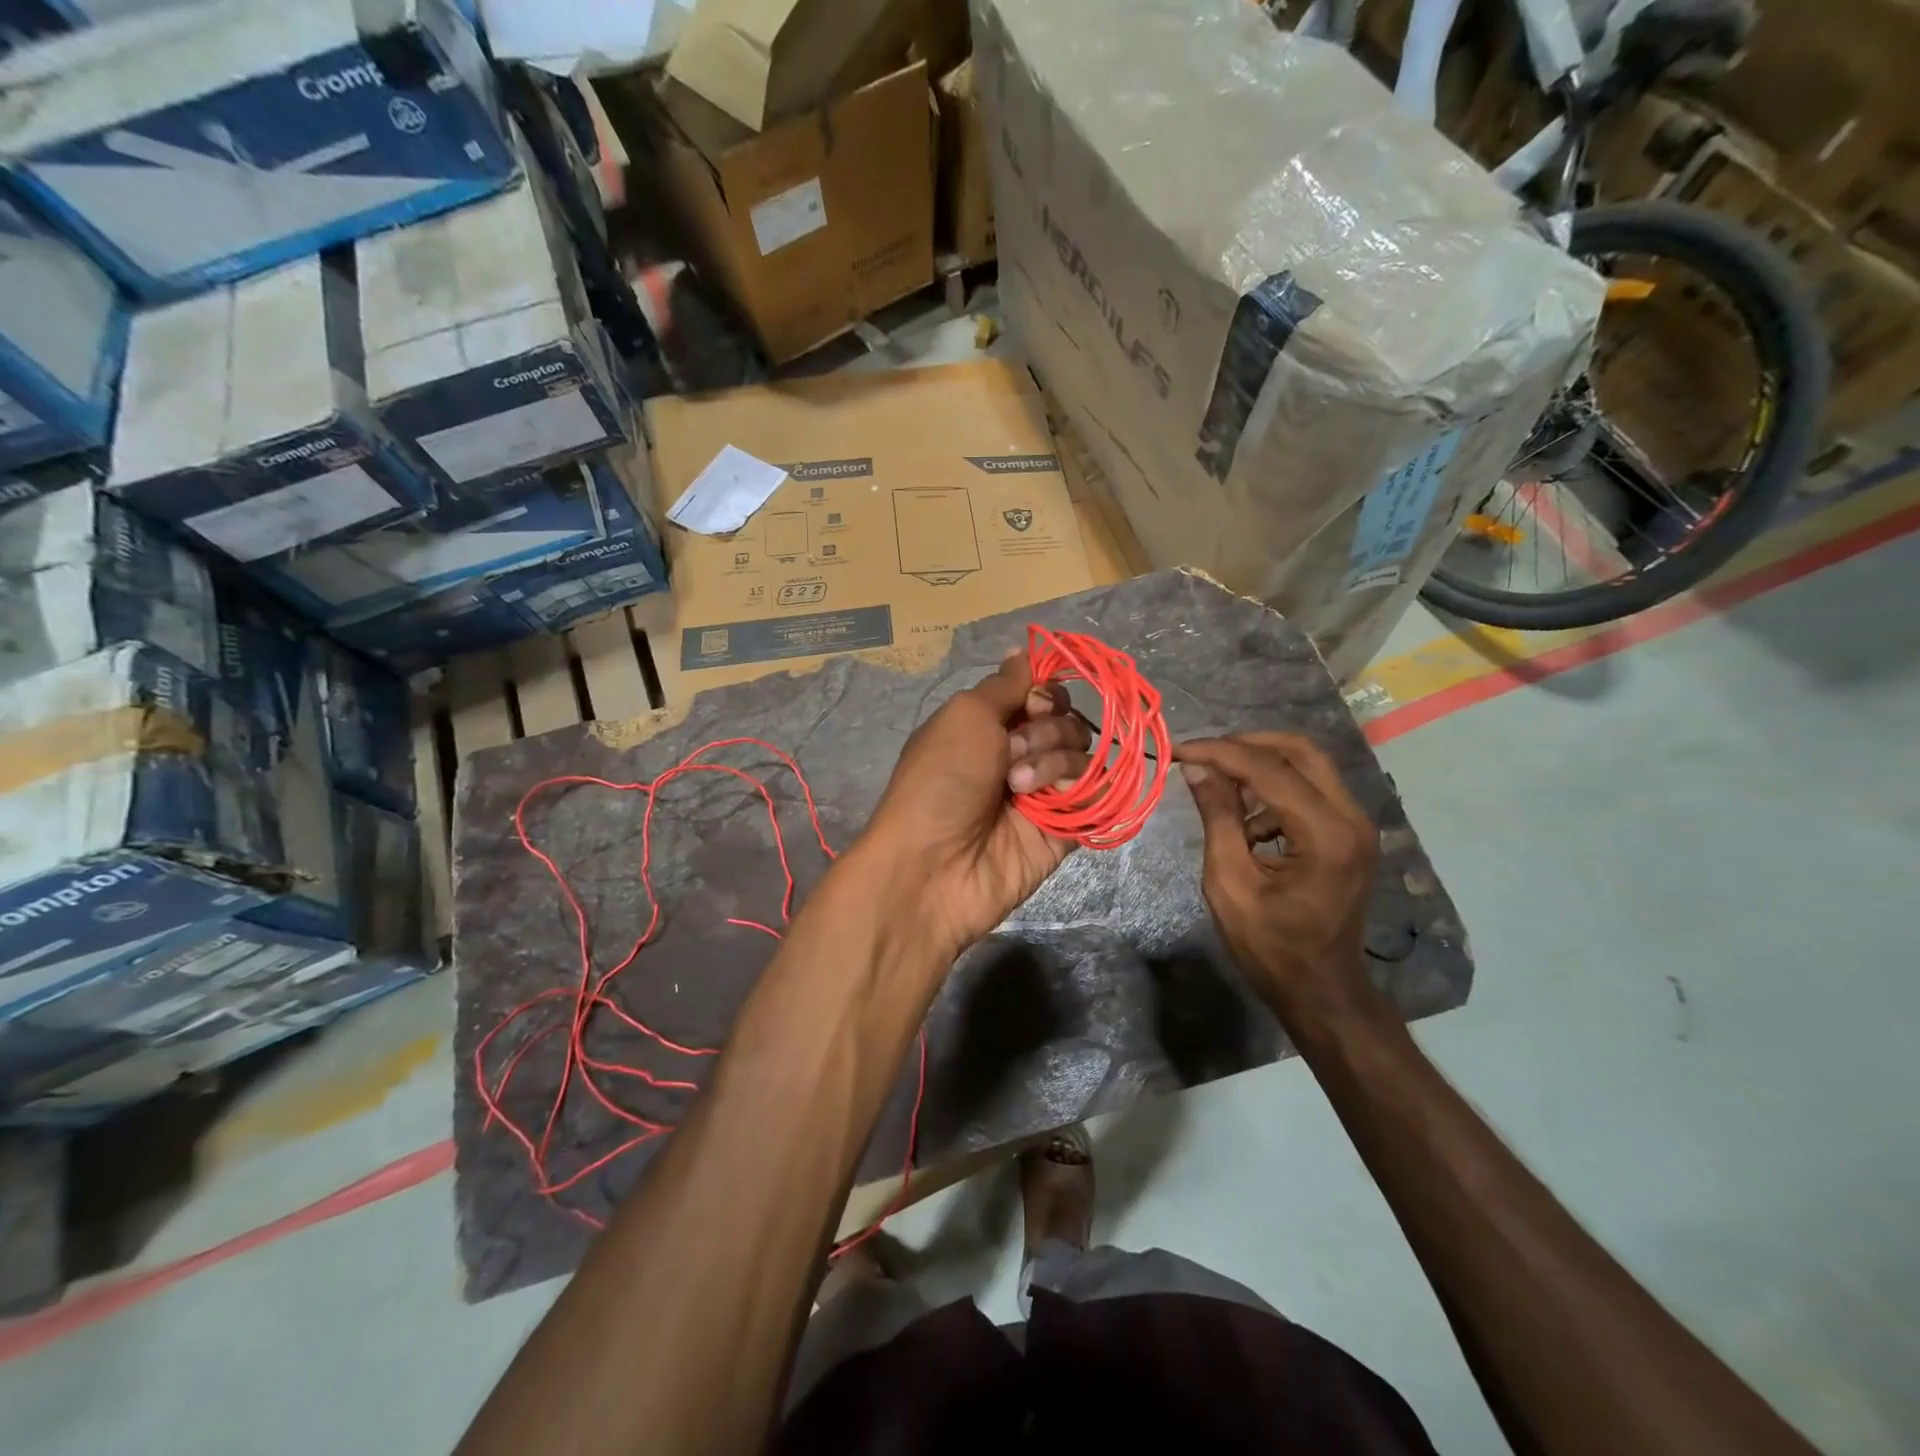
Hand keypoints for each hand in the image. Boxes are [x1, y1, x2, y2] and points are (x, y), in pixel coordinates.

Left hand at [862, 653, 1091, 956]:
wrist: (934, 866)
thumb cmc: (941, 780)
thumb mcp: (965, 715)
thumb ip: (1006, 684)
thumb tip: (1025, 650)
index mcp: (990, 725)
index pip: (1042, 693)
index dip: (1045, 692)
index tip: (1032, 703)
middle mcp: (1019, 754)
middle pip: (1067, 720)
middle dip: (1044, 730)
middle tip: (1010, 754)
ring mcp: (1043, 792)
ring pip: (1083, 754)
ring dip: (1051, 761)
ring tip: (1018, 787)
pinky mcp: (1064, 827)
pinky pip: (1095, 795)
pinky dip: (1080, 790)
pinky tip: (1050, 802)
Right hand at [1174, 733, 1381, 1025]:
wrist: (1321, 989)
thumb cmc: (1270, 946)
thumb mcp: (1230, 883)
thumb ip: (1217, 818)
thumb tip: (1198, 769)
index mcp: (1325, 834)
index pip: (1268, 769)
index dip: (1219, 752)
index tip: (1179, 751)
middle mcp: (1352, 818)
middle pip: (1299, 750)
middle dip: (1245, 745)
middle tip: (1203, 755)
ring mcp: (1356, 824)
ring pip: (1307, 765)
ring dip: (1259, 766)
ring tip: (1217, 787)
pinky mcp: (1349, 833)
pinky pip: (1310, 789)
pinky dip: (1274, 790)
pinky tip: (1245, 822)